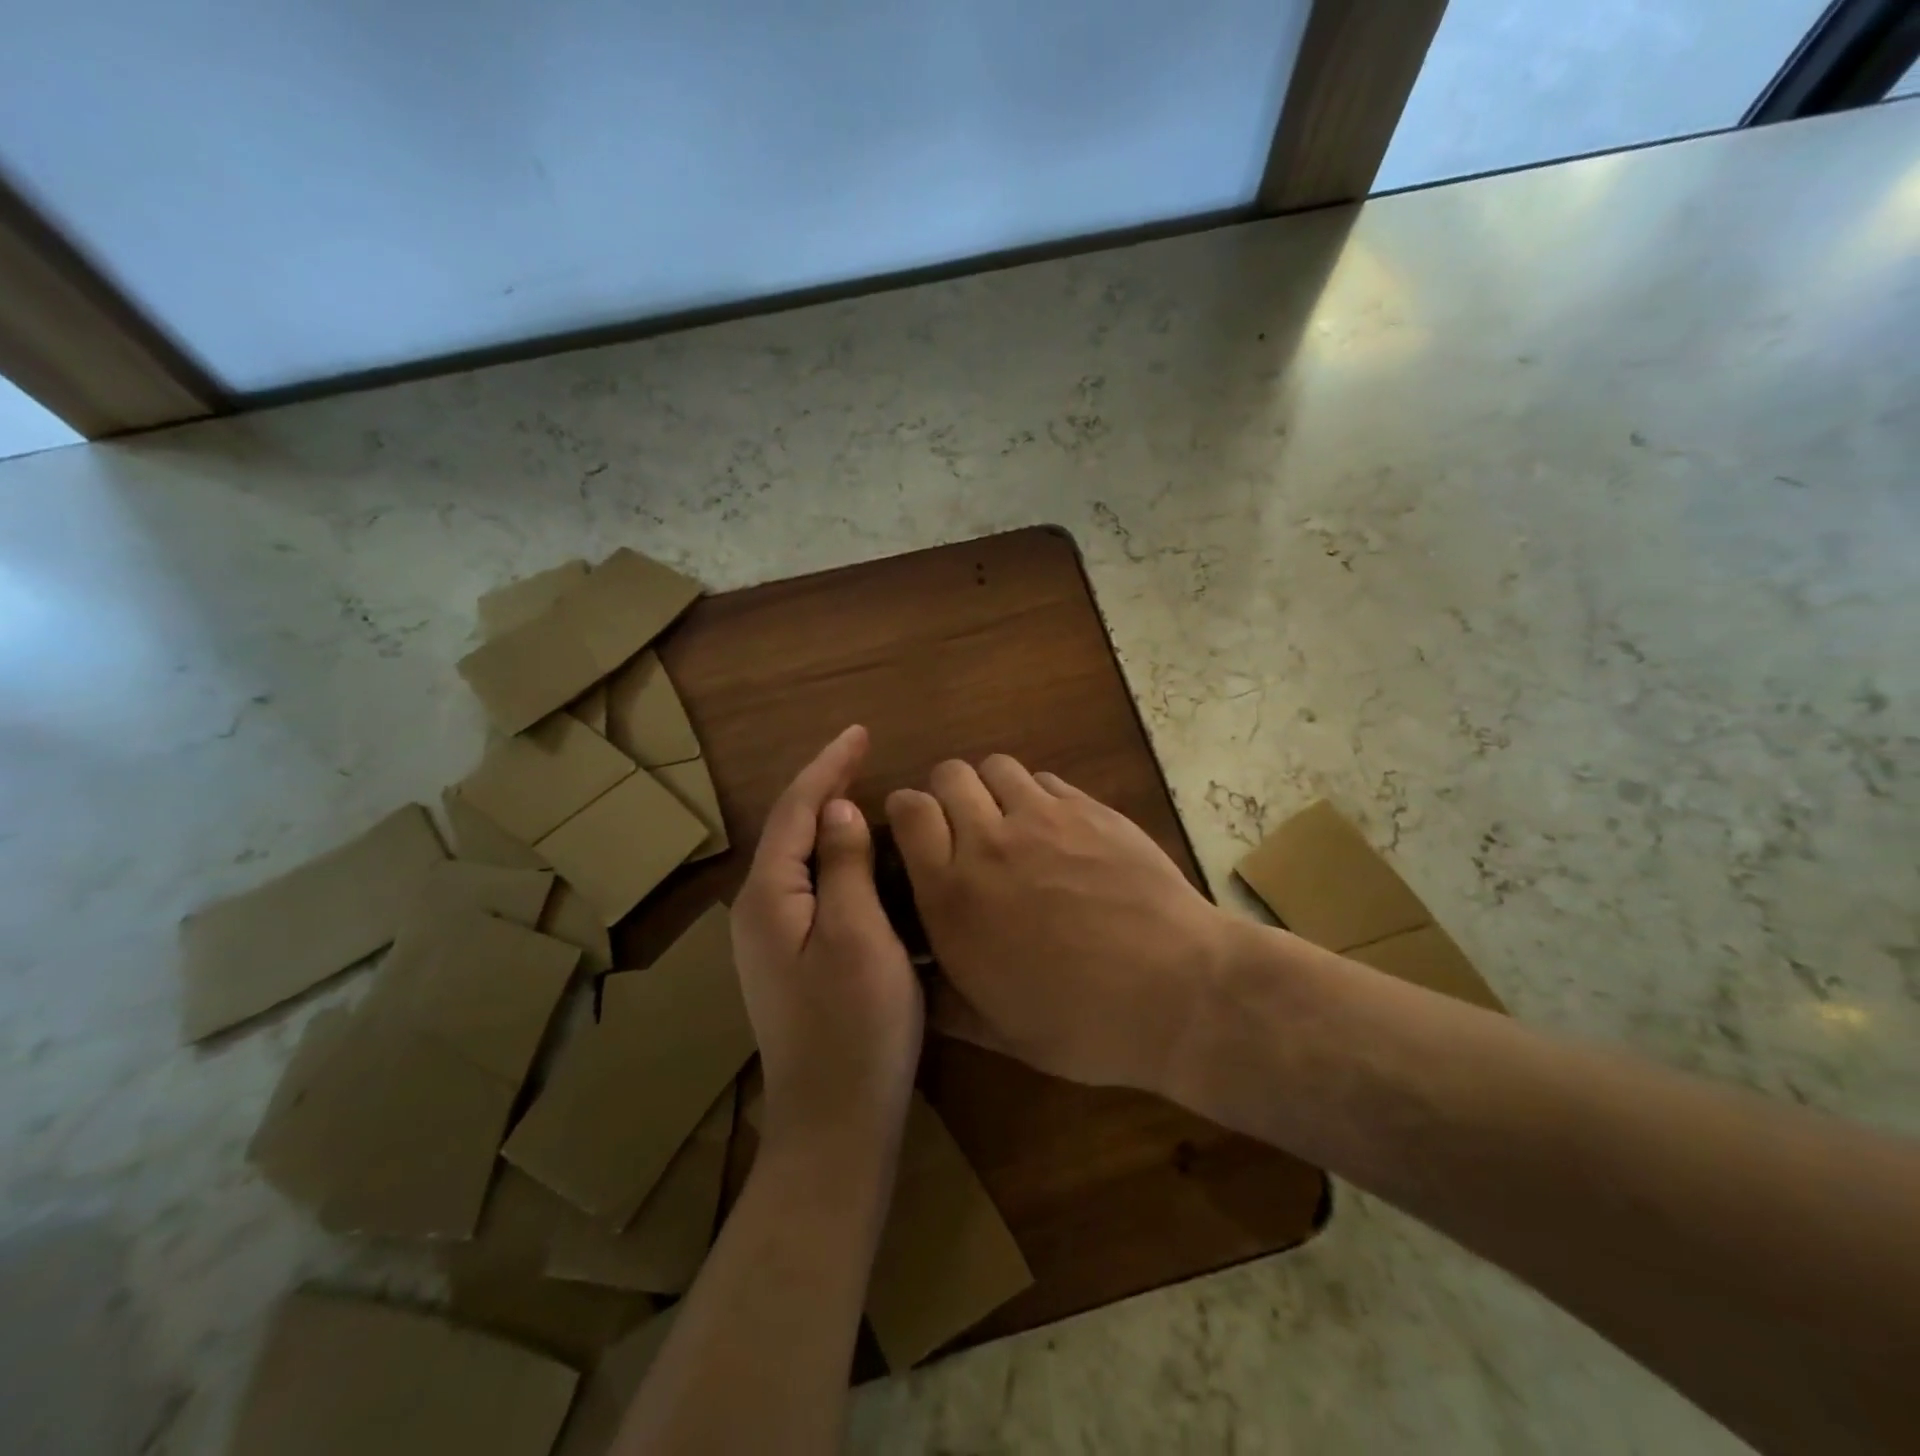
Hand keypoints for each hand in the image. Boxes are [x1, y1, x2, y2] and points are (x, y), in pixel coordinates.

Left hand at [732, 726, 923, 1161]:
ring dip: (830, 821)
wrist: (834, 1122)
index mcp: (769, 896)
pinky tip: (864, 857)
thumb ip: (844, 865)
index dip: (829, 766)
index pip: (797, 809)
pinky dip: (837, 859)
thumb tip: (839, 809)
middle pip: (792, 829)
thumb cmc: (855, 1025)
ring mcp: (771, 939)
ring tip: (865, 791)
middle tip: (865, 754)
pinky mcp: (792, 959)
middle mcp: (759, 910)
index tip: (860, 731)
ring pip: (801, 859)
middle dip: (826, 786)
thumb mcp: (859, 935)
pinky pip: (813, 887)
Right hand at [887, 756, 1237, 1094]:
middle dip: (946, 793)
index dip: (907, 813)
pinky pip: (1047, 780)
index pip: (909, 811)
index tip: (917, 834)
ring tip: (1010, 822)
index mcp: (954, 894)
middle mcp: (990, 842)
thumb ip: (943, 998)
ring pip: (997, 767)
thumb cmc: (1082, 1022)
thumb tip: (914, 978)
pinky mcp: (1091, 808)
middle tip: (964, 828)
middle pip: (949, 774)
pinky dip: (1039, 796)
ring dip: (992, 788)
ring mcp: (1045, 817)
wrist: (1177, 990)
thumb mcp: (997, 1032)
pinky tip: (1058, 831)